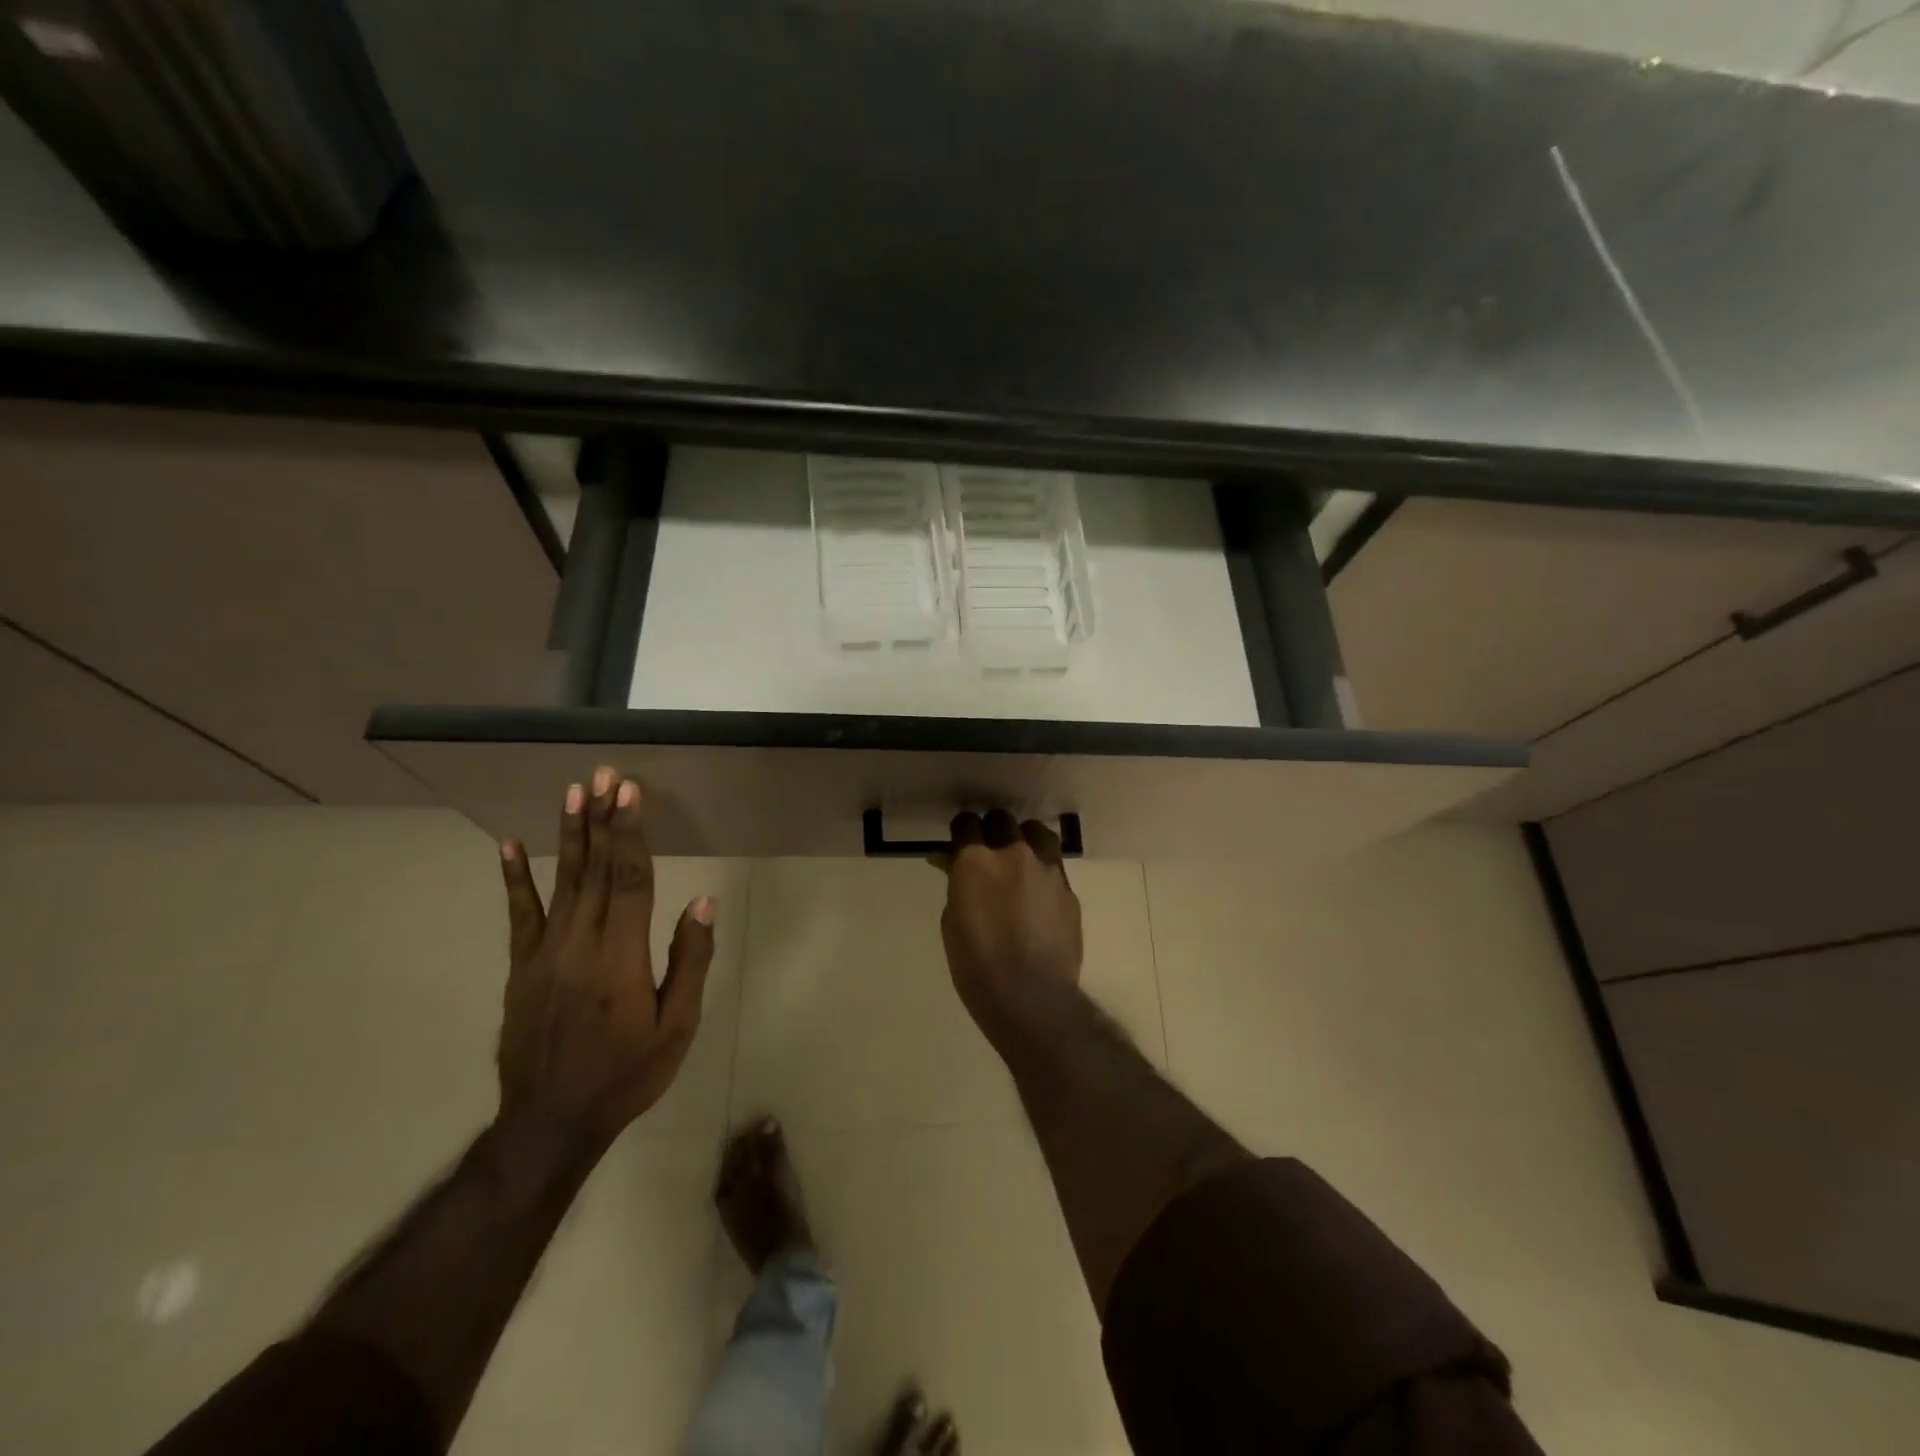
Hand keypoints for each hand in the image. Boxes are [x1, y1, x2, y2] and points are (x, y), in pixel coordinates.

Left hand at [496, 766, 714, 1147]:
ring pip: (561, 882)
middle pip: (594, 870)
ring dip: (569, 834)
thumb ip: (689, 961)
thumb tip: (701, 903)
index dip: (630, 833)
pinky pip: (519, 915)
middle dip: (602, 818)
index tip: (630, 792)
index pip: (629, 879)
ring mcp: (544, 954)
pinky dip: (515, 879)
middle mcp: (579, 944)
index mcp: (620, 956)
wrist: (551, 1122)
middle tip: (604, 775)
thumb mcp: (676, 1026)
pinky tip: (510, 846)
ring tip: (573, 791)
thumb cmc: (626, 1074)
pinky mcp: (521, 969)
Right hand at [940, 809, 1082, 1040]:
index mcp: (975, 861)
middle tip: (989, 851)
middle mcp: (1013, 853)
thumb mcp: (952, 922)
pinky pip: (1054, 864)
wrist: (1031, 996)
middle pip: (1003, 821)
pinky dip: (1043, 869)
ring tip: (1021, 859)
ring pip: (1037, 832)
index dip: (962, 831)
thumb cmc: (977, 965)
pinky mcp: (1068, 888)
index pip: (966, 823)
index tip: (960, 842)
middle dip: (993, 831)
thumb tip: (958, 868)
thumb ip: (958, 885)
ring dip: (1024, 839)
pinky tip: (1039, 891)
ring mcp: (1046, 868)